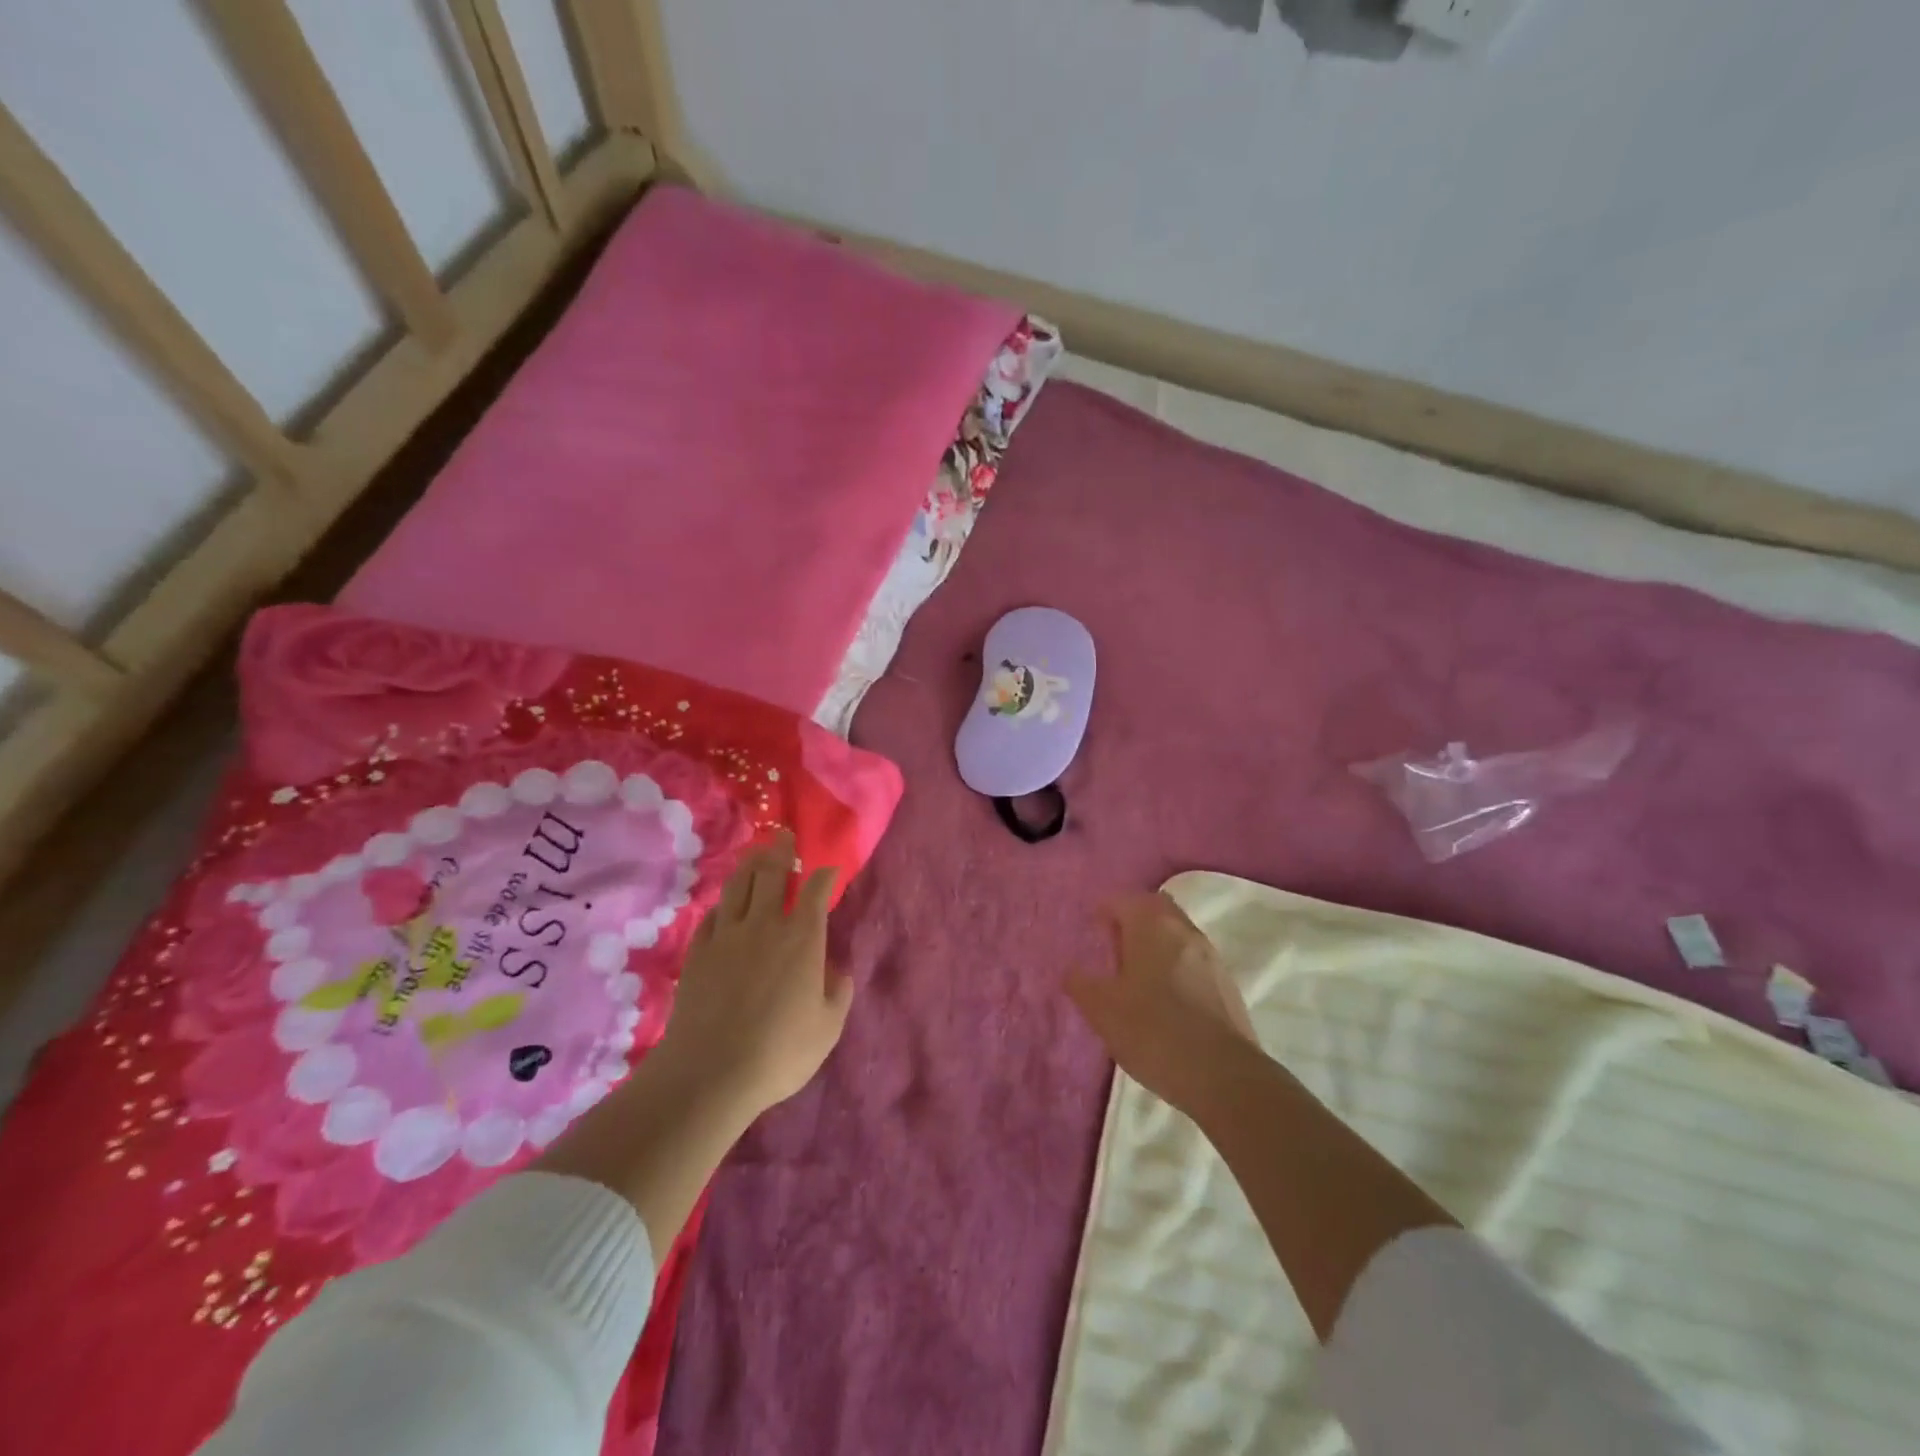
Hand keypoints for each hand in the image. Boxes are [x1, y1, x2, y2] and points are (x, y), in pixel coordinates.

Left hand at [654, 829, 852, 1119]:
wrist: (710, 1071)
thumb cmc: (780, 1051)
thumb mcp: (827, 1028)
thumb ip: (838, 993)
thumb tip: (838, 971)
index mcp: (802, 937)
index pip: (815, 890)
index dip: (824, 875)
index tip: (829, 869)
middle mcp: (765, 924)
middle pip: (772, 875)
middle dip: (781, 852)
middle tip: (784, 837)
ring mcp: (727, 935)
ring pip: (739, 886)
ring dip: (750, 865)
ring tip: (755, 852)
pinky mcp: (699, 952)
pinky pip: (712, 915)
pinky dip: (722, 904)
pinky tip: (724, 904)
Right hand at [1065, 892, 1258, 1114]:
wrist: (1223, 1076)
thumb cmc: (1153, 1031)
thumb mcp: (1102, 1010)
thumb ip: (1082, 984)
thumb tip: (1072, 970)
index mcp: (1151, 926)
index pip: (1124, 900)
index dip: (1105, 910)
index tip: (1093, 929)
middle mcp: (1184, 930)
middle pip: (1156, 908)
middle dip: (1134, 919)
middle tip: (1114, 944)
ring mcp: (1211, 956)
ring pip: (1178, 933)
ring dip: (1157, 943)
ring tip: (1138, 974)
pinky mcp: (1227, 984)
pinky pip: (1194, 960)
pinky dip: (1176, 965)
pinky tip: (1166, 998)